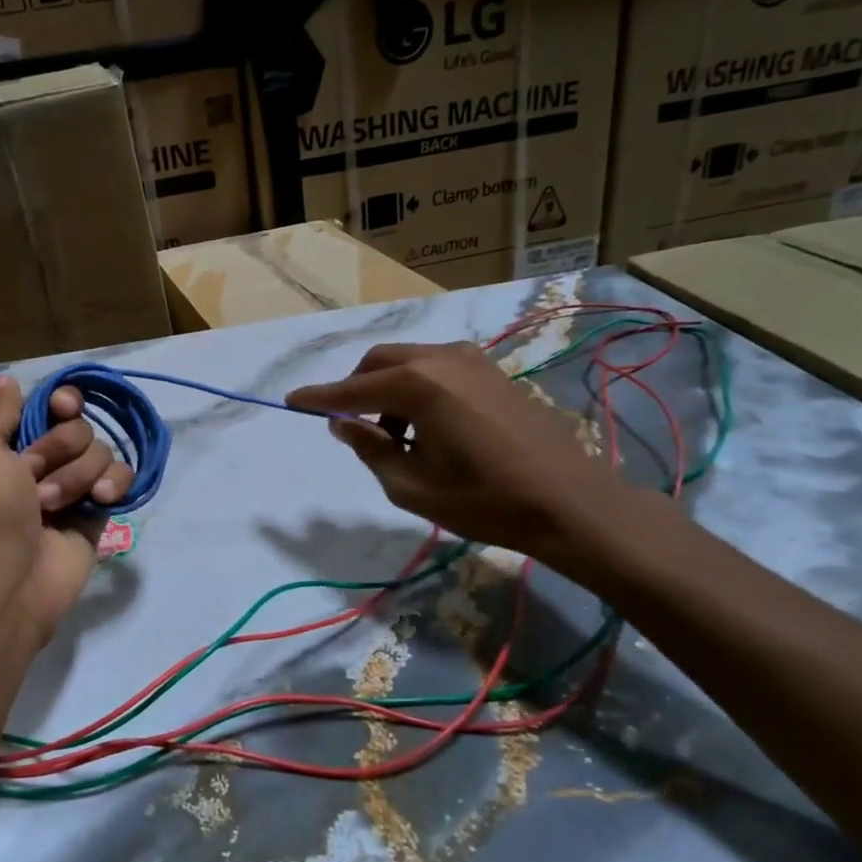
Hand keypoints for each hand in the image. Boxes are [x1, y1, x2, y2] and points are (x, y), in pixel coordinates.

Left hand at [0, 375, 134, 644]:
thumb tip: (8, 382)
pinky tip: (99, 502)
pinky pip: (120, 480)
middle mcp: (41, 461)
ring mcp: (72, 488)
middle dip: (60, 449)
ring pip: (100, 452)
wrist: (7, 579)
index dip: (62, 402)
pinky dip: (112, 485)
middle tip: (33, 480)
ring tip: (53, 507)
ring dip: (76, 476)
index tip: (61, 408)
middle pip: (78, 426)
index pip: (51, 405)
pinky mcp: (97, 513)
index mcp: (9, 444)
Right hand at [286, 342, 630, 572]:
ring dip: (388, 390)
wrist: (570, 502)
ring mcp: (471, 360)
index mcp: (417, 385)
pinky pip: (437, 368)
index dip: (319, 397)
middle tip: (351, 428)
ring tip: (397, 437)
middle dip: (356, 390)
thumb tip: (344, 423)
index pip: (352, 389)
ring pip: (408, 361)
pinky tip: (430, 426)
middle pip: (378, 362)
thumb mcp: (411, 486)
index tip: (291, 401)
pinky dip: (418, 388)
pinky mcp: (492, 371)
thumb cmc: (484, 500)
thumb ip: (369, 448)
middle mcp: (441, 359)